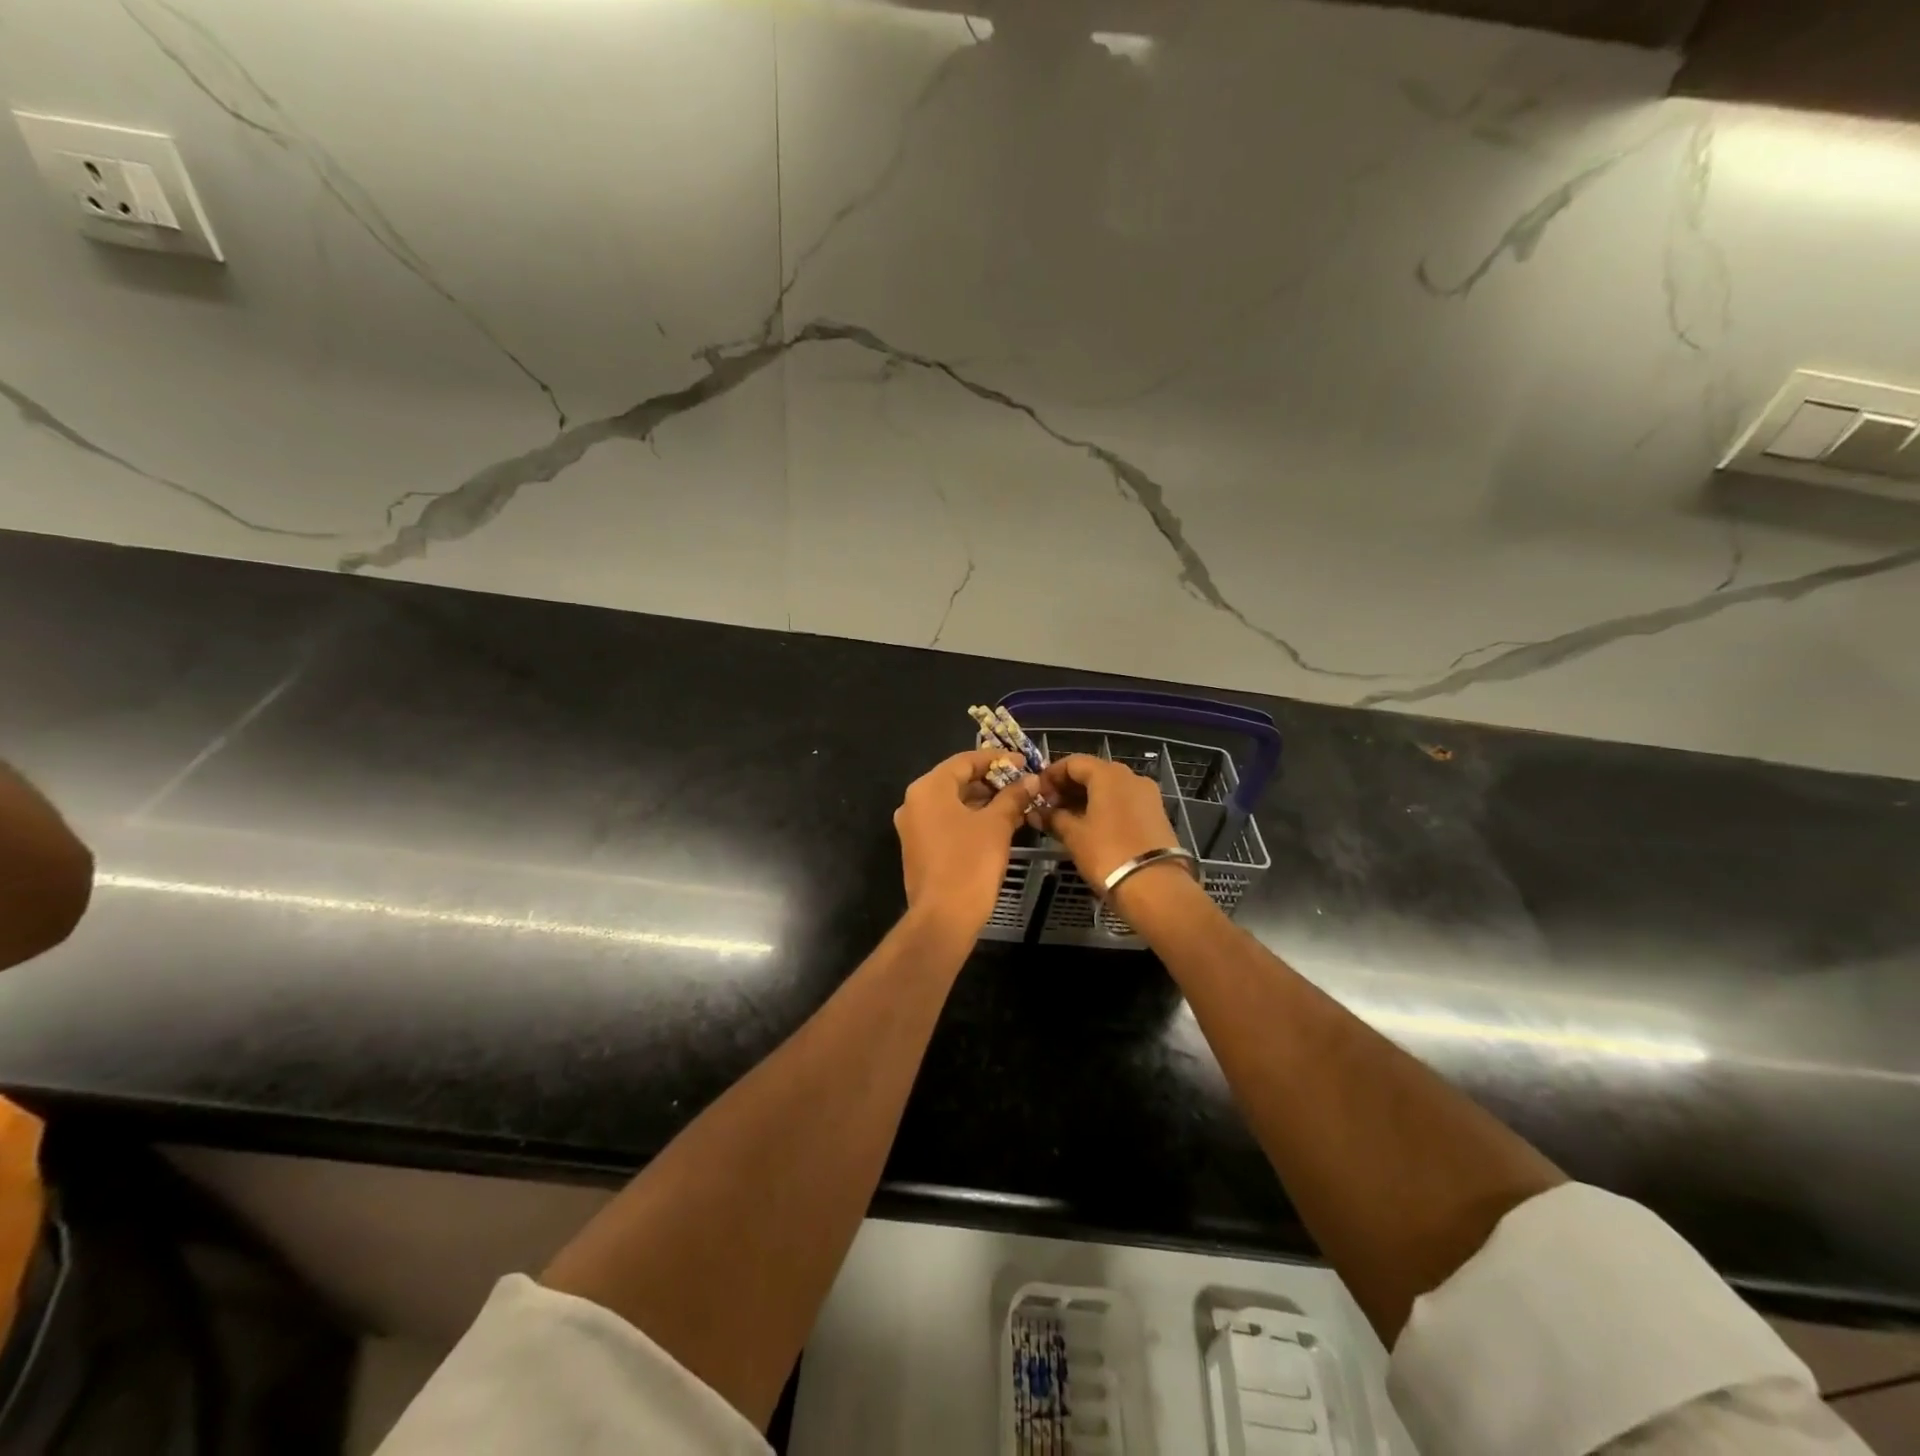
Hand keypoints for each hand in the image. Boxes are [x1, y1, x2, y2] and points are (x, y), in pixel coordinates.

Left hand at [894, 749, 1036, 933]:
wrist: (943, 918)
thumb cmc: (970, 864)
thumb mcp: (997, 825)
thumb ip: (1013, 797)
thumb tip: (1031, 780)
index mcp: (928, 789)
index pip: (965, 761)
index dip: (997, 759)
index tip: (1024, 763)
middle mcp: (914, 802)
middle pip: (956, 780)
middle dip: (991, 781)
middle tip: (1023, 784)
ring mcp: (913, 827)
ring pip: (952, 803)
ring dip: (983, 801)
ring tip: (1016, 803)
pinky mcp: (919, 848)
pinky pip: (947, 822)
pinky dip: (971, 818)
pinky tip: (998, 824)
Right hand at [1034, 755, 1181, 890]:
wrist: (1155, 887)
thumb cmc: (1108, 854)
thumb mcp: (1074, 835)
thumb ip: (1053, 818)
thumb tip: (1036, 812)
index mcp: (1109, 774)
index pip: (1073, 762)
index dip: (1051, 775)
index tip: (1036, 794)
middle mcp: (1131, 777)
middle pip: (1093, 773)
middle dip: (1068, 788)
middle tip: (1048, 808)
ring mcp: (1147, 796)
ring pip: (1109, 789)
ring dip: (1085, 799)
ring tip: (1065, 820)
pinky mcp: (1156, 815)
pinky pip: (1123, 803)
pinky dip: (1104, 809)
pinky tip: (1089, 828)